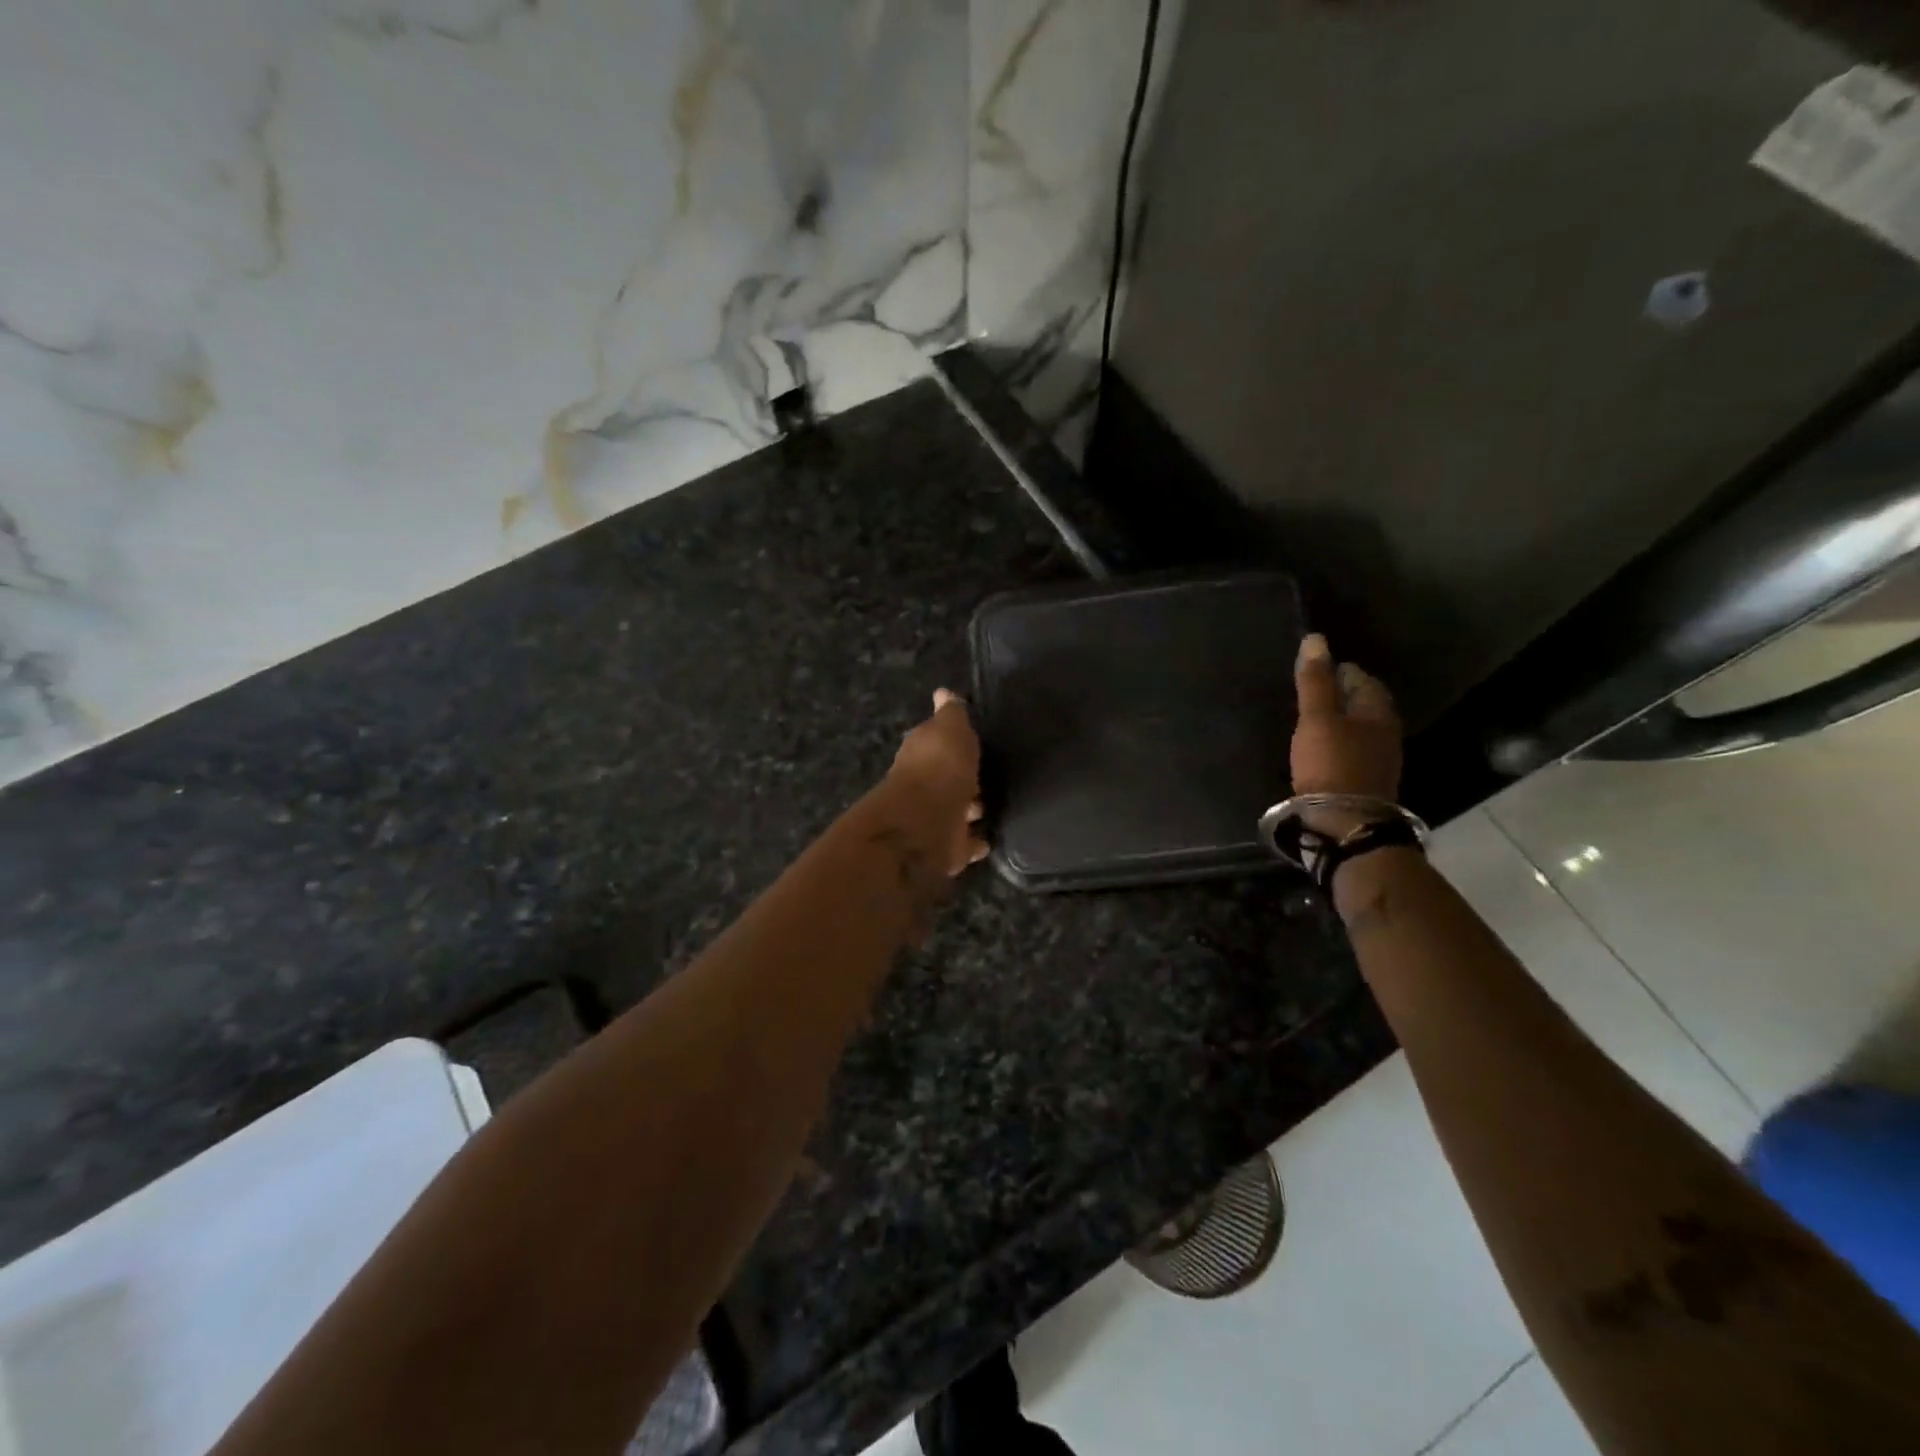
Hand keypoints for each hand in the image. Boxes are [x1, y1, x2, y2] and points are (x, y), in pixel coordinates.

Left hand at [889, 689, 989, 874]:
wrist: (927, 822)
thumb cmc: (940, 767)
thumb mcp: (950, 728)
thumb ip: (951, 714)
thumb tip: (943, 692)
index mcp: (922, 752)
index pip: (937, 743)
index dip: (953, 742)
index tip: (974, 741)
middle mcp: (923, 785)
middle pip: (946, 778)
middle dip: (964, 778)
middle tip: (989, 776)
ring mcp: (934, 817)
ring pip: (956, 810)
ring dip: (970, 808)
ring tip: (995, 805)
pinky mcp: (946, 847)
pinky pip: (965, 842)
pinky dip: (975, 840)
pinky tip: (991, 837)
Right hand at [1291, 634, 1401, 830]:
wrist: (1346, 823)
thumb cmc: (1331, 764)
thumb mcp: (1316, 719)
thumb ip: (1314, 681)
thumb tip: (1315, 638)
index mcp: (1378, 709)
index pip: (1359, 677)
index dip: (1336, 670)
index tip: (1311, 672)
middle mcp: (1386, 730)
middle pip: (1362, 702)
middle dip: (1338, 695)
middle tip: (1307, 694)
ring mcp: (1380, 758)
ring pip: (1358, 727)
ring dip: (1338, 721)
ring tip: (1310, 720)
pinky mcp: (1367, 780)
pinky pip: (1353, 749)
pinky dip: (1337, 742)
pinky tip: (1319, 749)